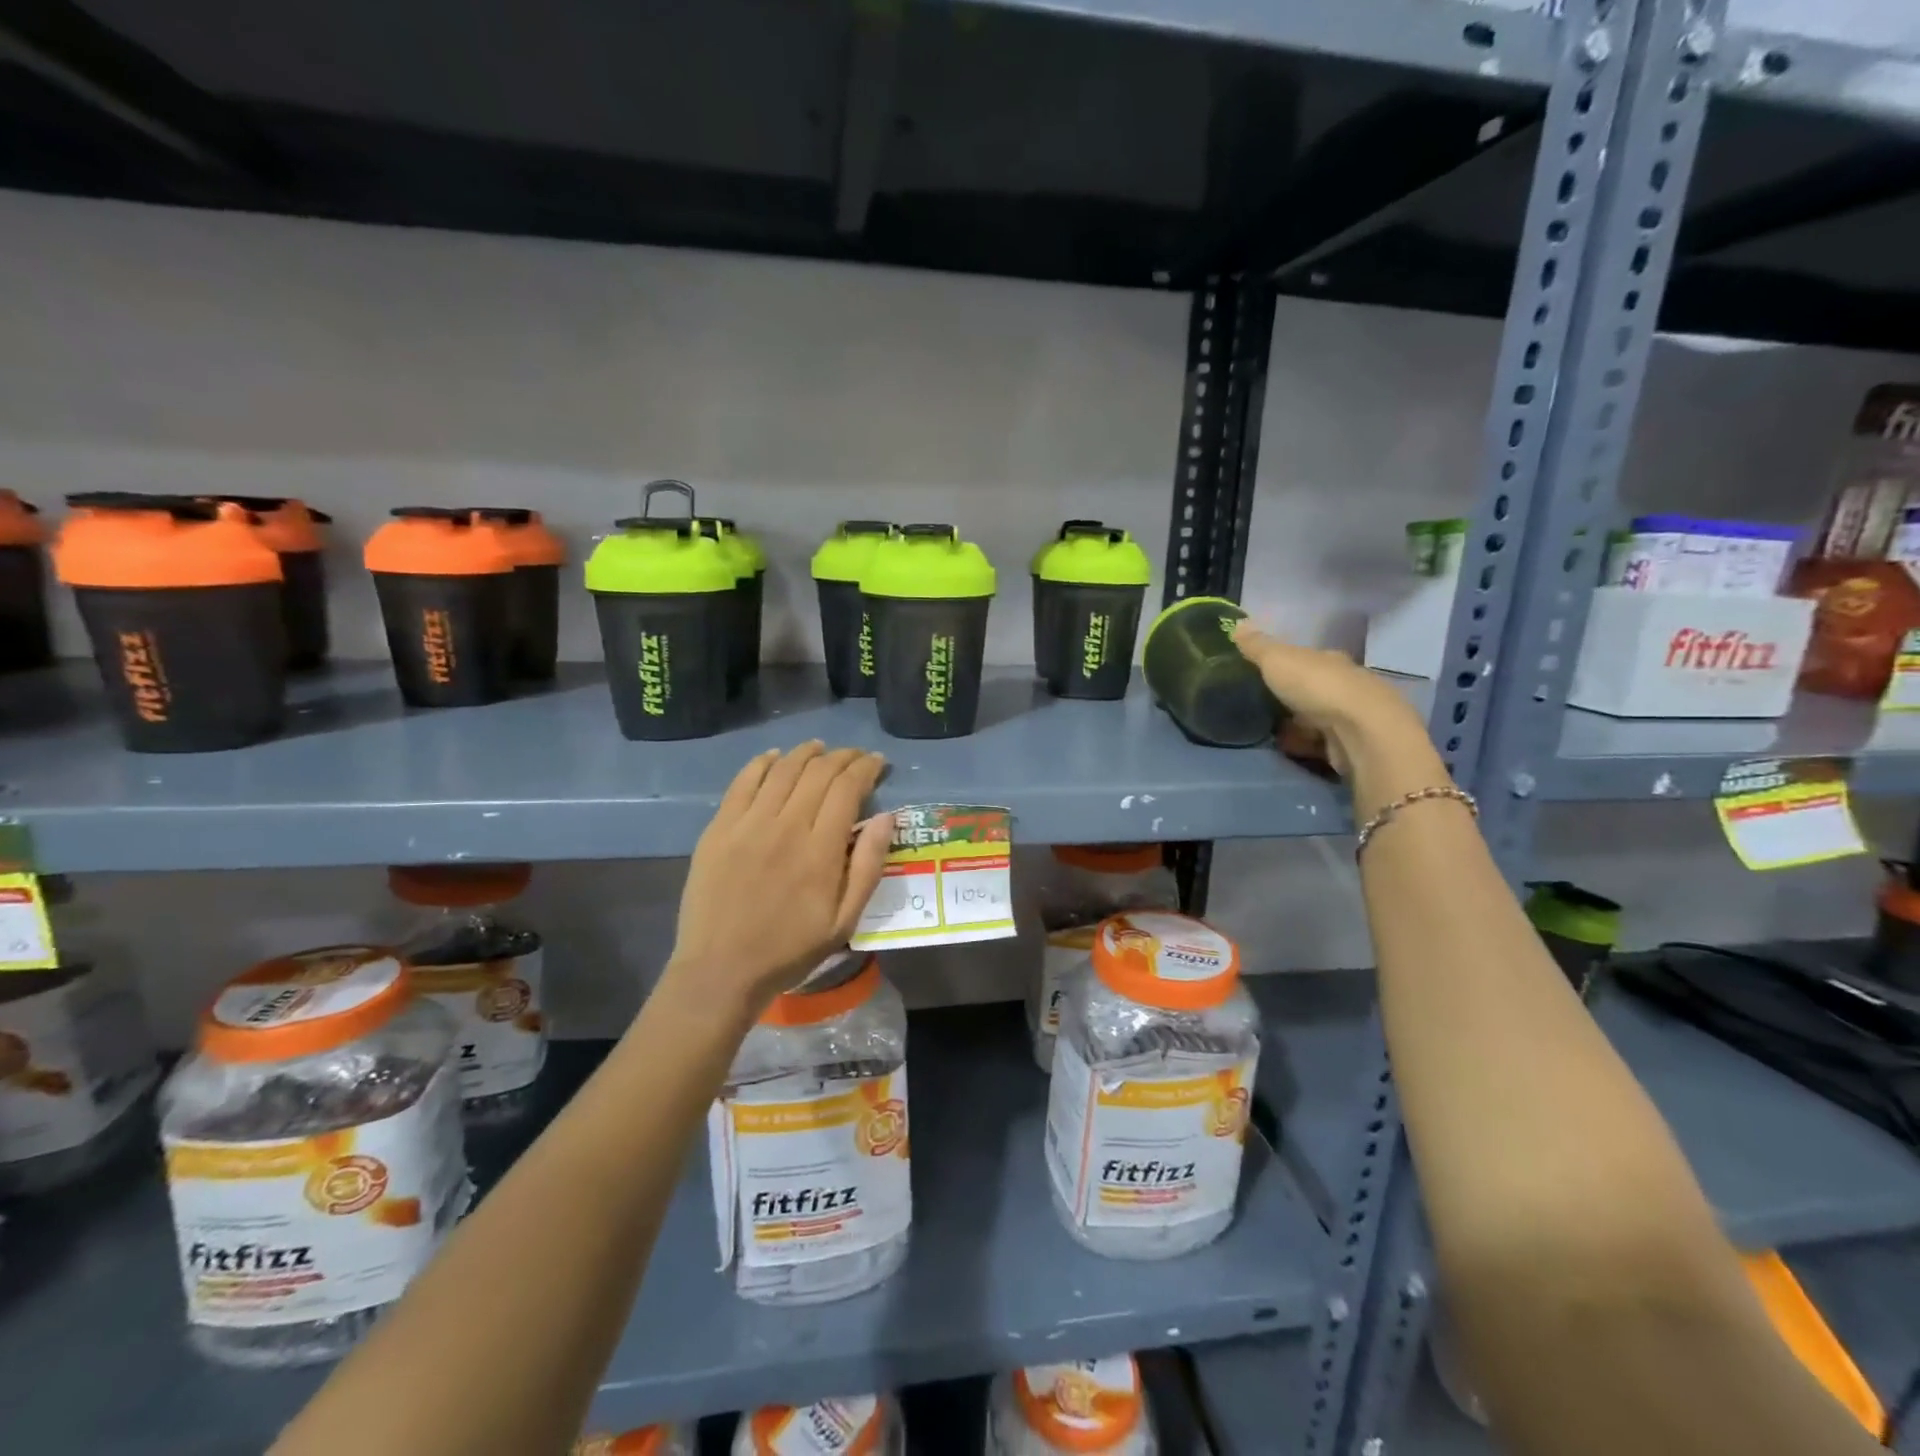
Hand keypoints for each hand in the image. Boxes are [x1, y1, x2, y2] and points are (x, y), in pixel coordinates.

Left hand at [667, 742, 893, 1012]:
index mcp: (820, 849)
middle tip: (856, 756)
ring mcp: (748, 824)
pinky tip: (775, 757)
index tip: (877, 763)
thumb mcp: (845, 920)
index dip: (866, 768)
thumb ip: (868, 866)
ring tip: (820, 748)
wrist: (720, 970)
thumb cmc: (790, 950)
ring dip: (806, 753)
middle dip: (843, 757)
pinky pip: (743, 782)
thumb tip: (886, 816)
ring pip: (782, 771)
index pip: (848, 788)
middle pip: (818, 773)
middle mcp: (786, 825)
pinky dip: (762, 763)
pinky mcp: (719, 828)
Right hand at [1232, 622, 1442, 796]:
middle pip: (1313, 686)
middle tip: (1261, 703)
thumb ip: (1257, 646)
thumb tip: (1237, 623)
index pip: (1307, 657)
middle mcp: (1346, 683)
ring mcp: (1351, 715)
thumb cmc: (1317, 687)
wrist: (1360, 732)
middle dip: (1291, 694)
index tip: (1263, 671)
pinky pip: (1320, 741)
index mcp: (1330, 660)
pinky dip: (1303, 743)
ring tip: (1267, 729)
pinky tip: (1286, 747)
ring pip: (1317, 715)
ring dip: (1297, 722)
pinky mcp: (1351, 744)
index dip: (1286, 662)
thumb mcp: (1277, 660)